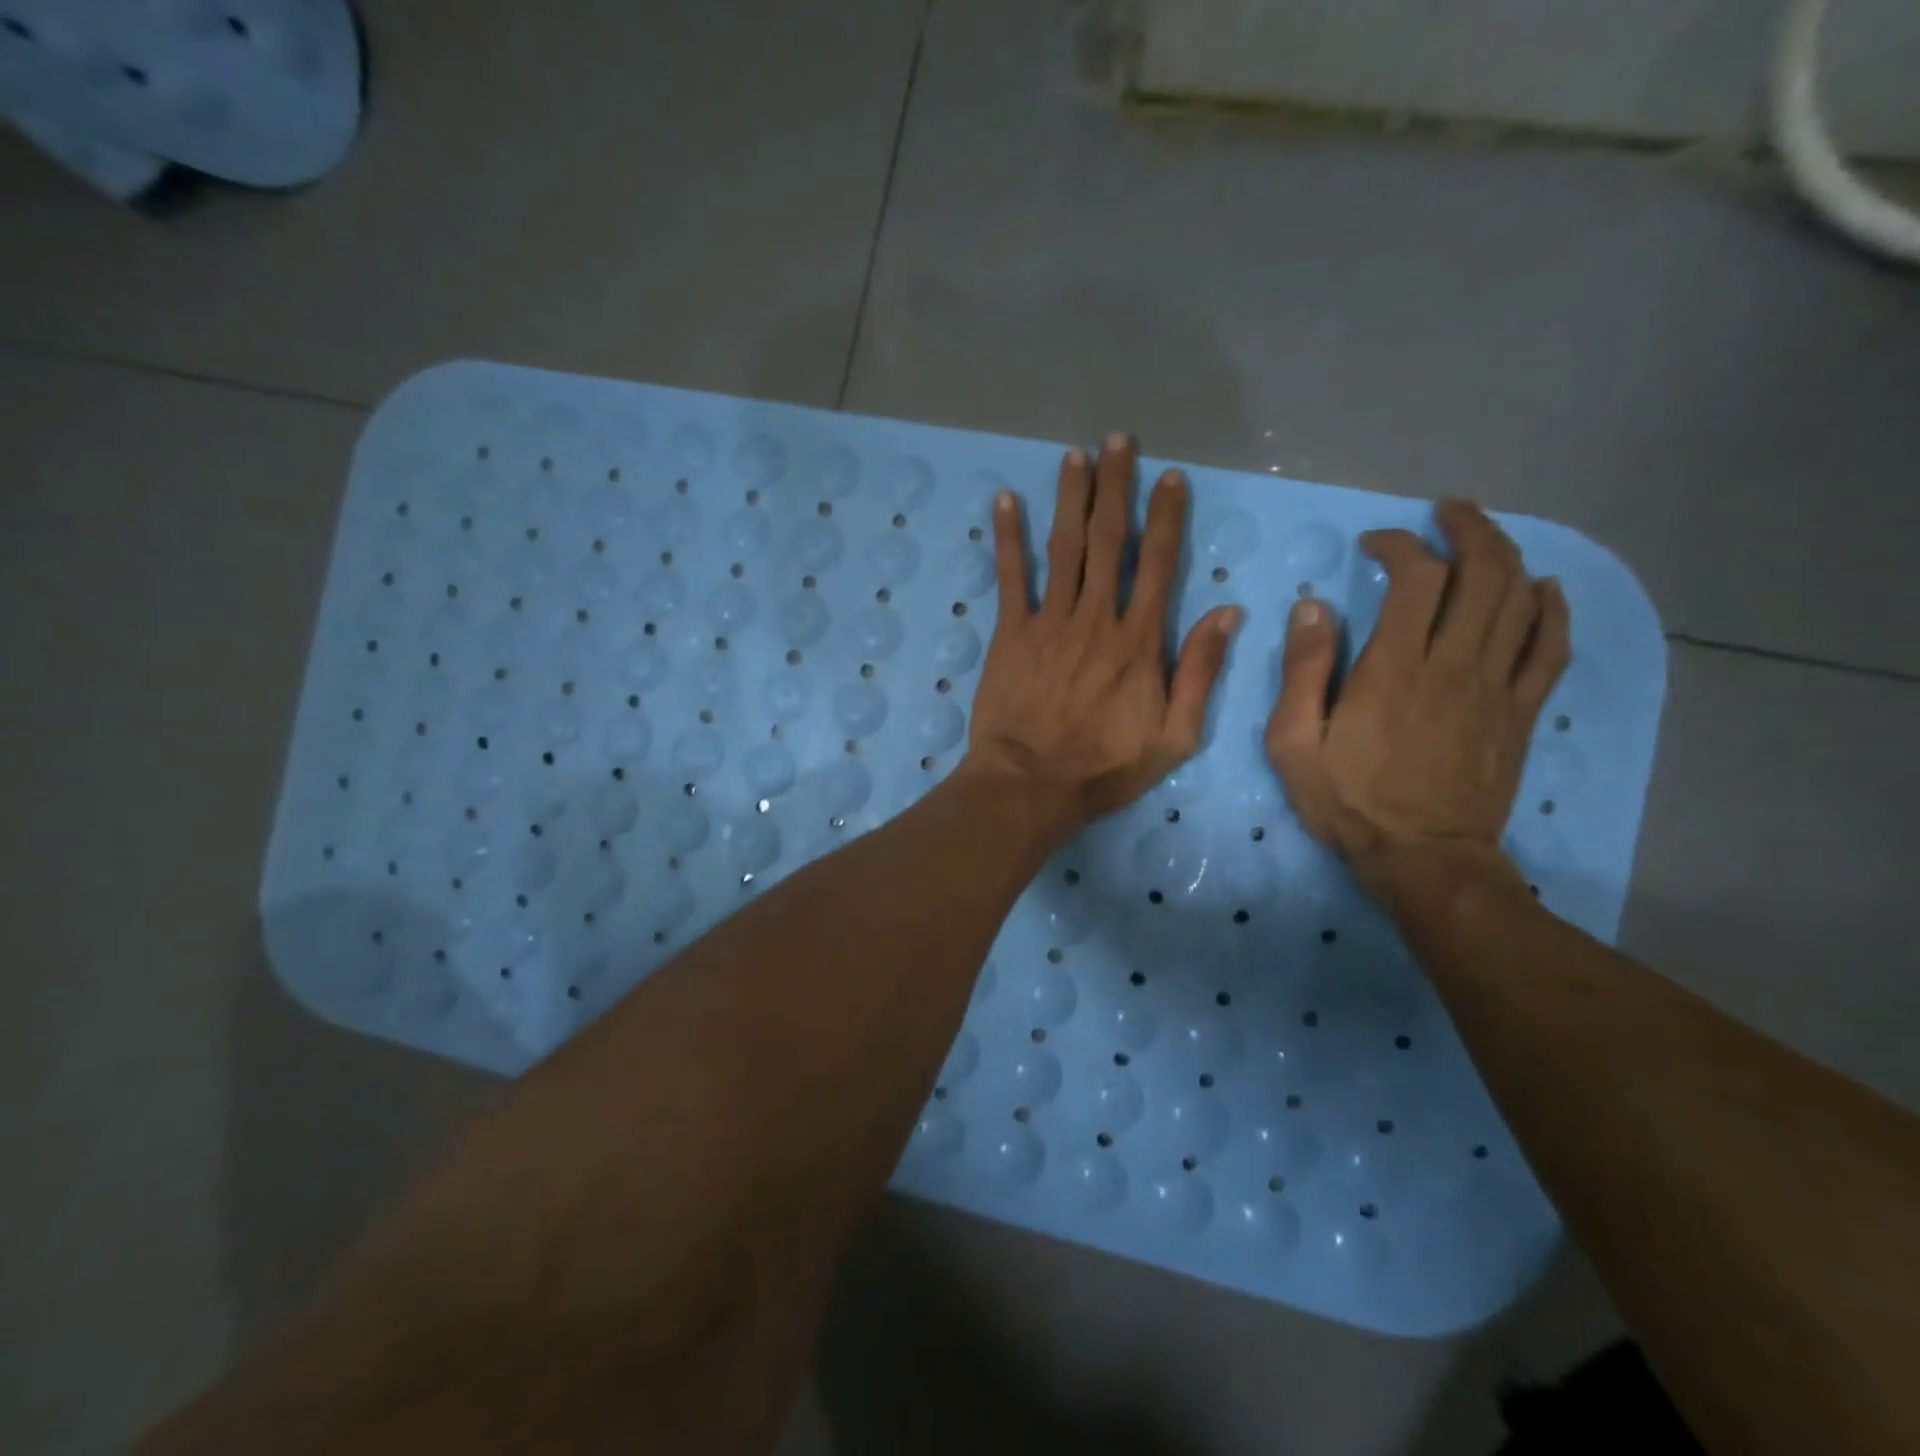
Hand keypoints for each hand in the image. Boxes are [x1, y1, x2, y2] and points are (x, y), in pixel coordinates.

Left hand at [961, 434, 1240, 839]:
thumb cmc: (1104, 768)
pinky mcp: (1011, 633)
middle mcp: (1097, 618)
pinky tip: (1006, 501)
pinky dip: (1009, 537)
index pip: (1158, 564)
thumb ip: (1200, 673)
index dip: (1166, 517)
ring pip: (1064, 547)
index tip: (1170, 477)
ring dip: (1071, 497)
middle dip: (1116, 487)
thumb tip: (1227, 613)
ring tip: (1076, 455)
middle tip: (1118, 440)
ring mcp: (1050, 622)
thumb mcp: (1174, 736)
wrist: (1031, 785)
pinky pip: (1011, 576)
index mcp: (1139, 641)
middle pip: (1109, 540)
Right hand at [1265, 500, 1570, 895]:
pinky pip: (1551, 648)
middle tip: (1445, 512)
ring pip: (1521, 601)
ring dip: (1508, 555)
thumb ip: (1303, 672)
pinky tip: (1545, 588)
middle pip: (1483, 574)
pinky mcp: (1520, 713)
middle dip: (1468, 529)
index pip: (1415, 578)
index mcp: (1394, 669)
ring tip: (1485, 534)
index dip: (1399, 545)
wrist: (1422, 859)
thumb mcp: (1293, 744)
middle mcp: (1454, 665)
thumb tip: (1312, 607)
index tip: (1373, 544)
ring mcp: (1496, 687)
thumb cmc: (1348, 802)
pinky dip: (1553, 610)